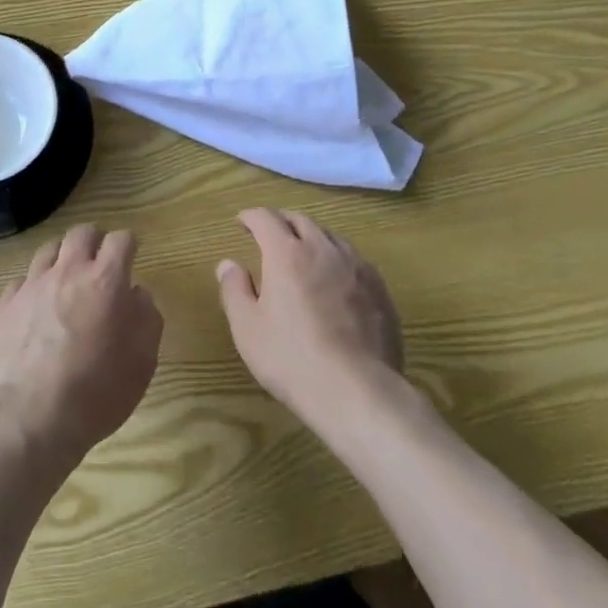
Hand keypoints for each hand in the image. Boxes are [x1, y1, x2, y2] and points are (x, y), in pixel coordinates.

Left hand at [0, 224, 163, 469]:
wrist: (30, 418)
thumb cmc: (97, 391)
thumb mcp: (143, 362)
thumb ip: (147, 318)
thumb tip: (137, 294)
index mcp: (106, 280)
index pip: (121, 239)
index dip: (128, 245)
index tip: (131, 257)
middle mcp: (68, 271)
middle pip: (81, 233)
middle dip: (94, 241)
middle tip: (99, 262)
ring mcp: (33, 285)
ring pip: (49, 249)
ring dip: (62, 257)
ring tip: (66, 279)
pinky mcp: (5, 305)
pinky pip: (21, 281)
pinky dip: (33, 287)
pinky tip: (36, 307)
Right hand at [217, 208, 403, 429]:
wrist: (357, 390)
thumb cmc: (292, 358)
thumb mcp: (247, 328)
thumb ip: (235, 290)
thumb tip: (228, 264)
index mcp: (286, 253)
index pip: (266, 218)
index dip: (251, 216)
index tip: (242, 222)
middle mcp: (322, 249)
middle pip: (300, 220)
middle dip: (281, 222)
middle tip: (270, 234)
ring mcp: (356, 266)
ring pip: (330, 237)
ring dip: (312, 237)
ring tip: (304, 253)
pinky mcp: (378, 288)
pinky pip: (354, 260)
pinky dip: (337, 260)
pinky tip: (336, 280)